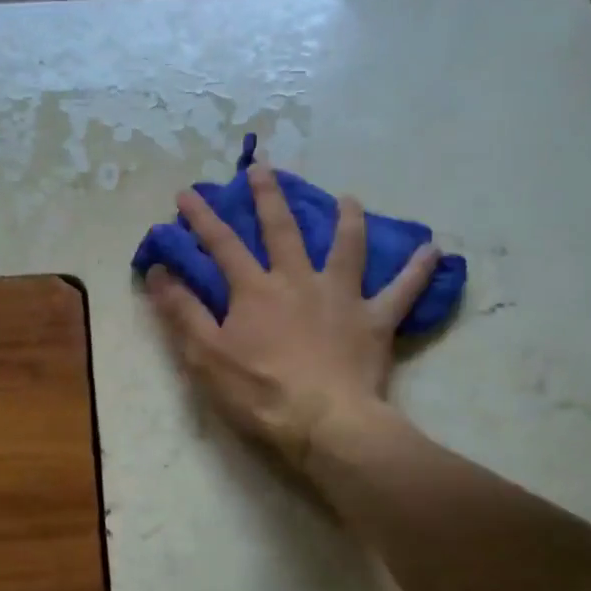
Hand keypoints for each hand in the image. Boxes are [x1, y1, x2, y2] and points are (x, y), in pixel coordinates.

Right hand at [145, 164, 440, 464]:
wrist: (325, 422)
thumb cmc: (259, 391)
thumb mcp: (206, 355)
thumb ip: (182, 310)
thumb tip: (158, 270)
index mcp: (255, 289)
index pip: (222, 244)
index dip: (202, 217)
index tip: (187, 193)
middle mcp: (298, 281)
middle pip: (282, 230)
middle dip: (268, 196)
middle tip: (262, 167)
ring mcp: (341, 297)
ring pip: (346, 247)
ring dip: (346, 220)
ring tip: (348, 198)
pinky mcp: (374, 321)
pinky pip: (402, 292)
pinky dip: (417, 271)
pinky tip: (433, 251)